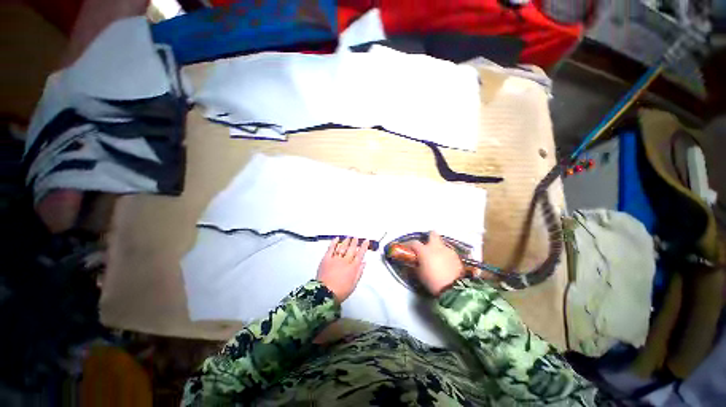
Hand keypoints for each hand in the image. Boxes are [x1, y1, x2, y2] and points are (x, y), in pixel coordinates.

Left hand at [317, 237, 369, 303]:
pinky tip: (337, 239)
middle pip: (351, 249)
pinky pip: (331, 248)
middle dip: (355, 242)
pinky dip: (334, 243)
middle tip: (356, 237)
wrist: (325, 294)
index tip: (366, 241)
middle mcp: (345, 261)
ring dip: (346, 241)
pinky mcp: (326, 259)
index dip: (364, 247)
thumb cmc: (341, 292)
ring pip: (342, 247)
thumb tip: (364, 263)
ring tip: (349, 237)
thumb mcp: (354, 284)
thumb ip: (359, 272)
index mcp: (353, 267)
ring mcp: (335, 259)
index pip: (360, 254)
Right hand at [408, 231, 463, 295]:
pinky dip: (446, 255)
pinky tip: (445, 263)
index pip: (414, 243)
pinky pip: (449, 252)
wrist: (453, 288)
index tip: (407, 248)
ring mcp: (448, 250)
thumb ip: (416, 265)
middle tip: (427, 244)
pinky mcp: (457, 256)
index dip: (409, 244)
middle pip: (432, 234)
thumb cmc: (432, 281)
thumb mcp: (419, 274)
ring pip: (442, 244)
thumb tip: (415, 262)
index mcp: (424, 250)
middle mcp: (436, 247)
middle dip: (429, 236)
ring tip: (437, 257)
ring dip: (438, 248)